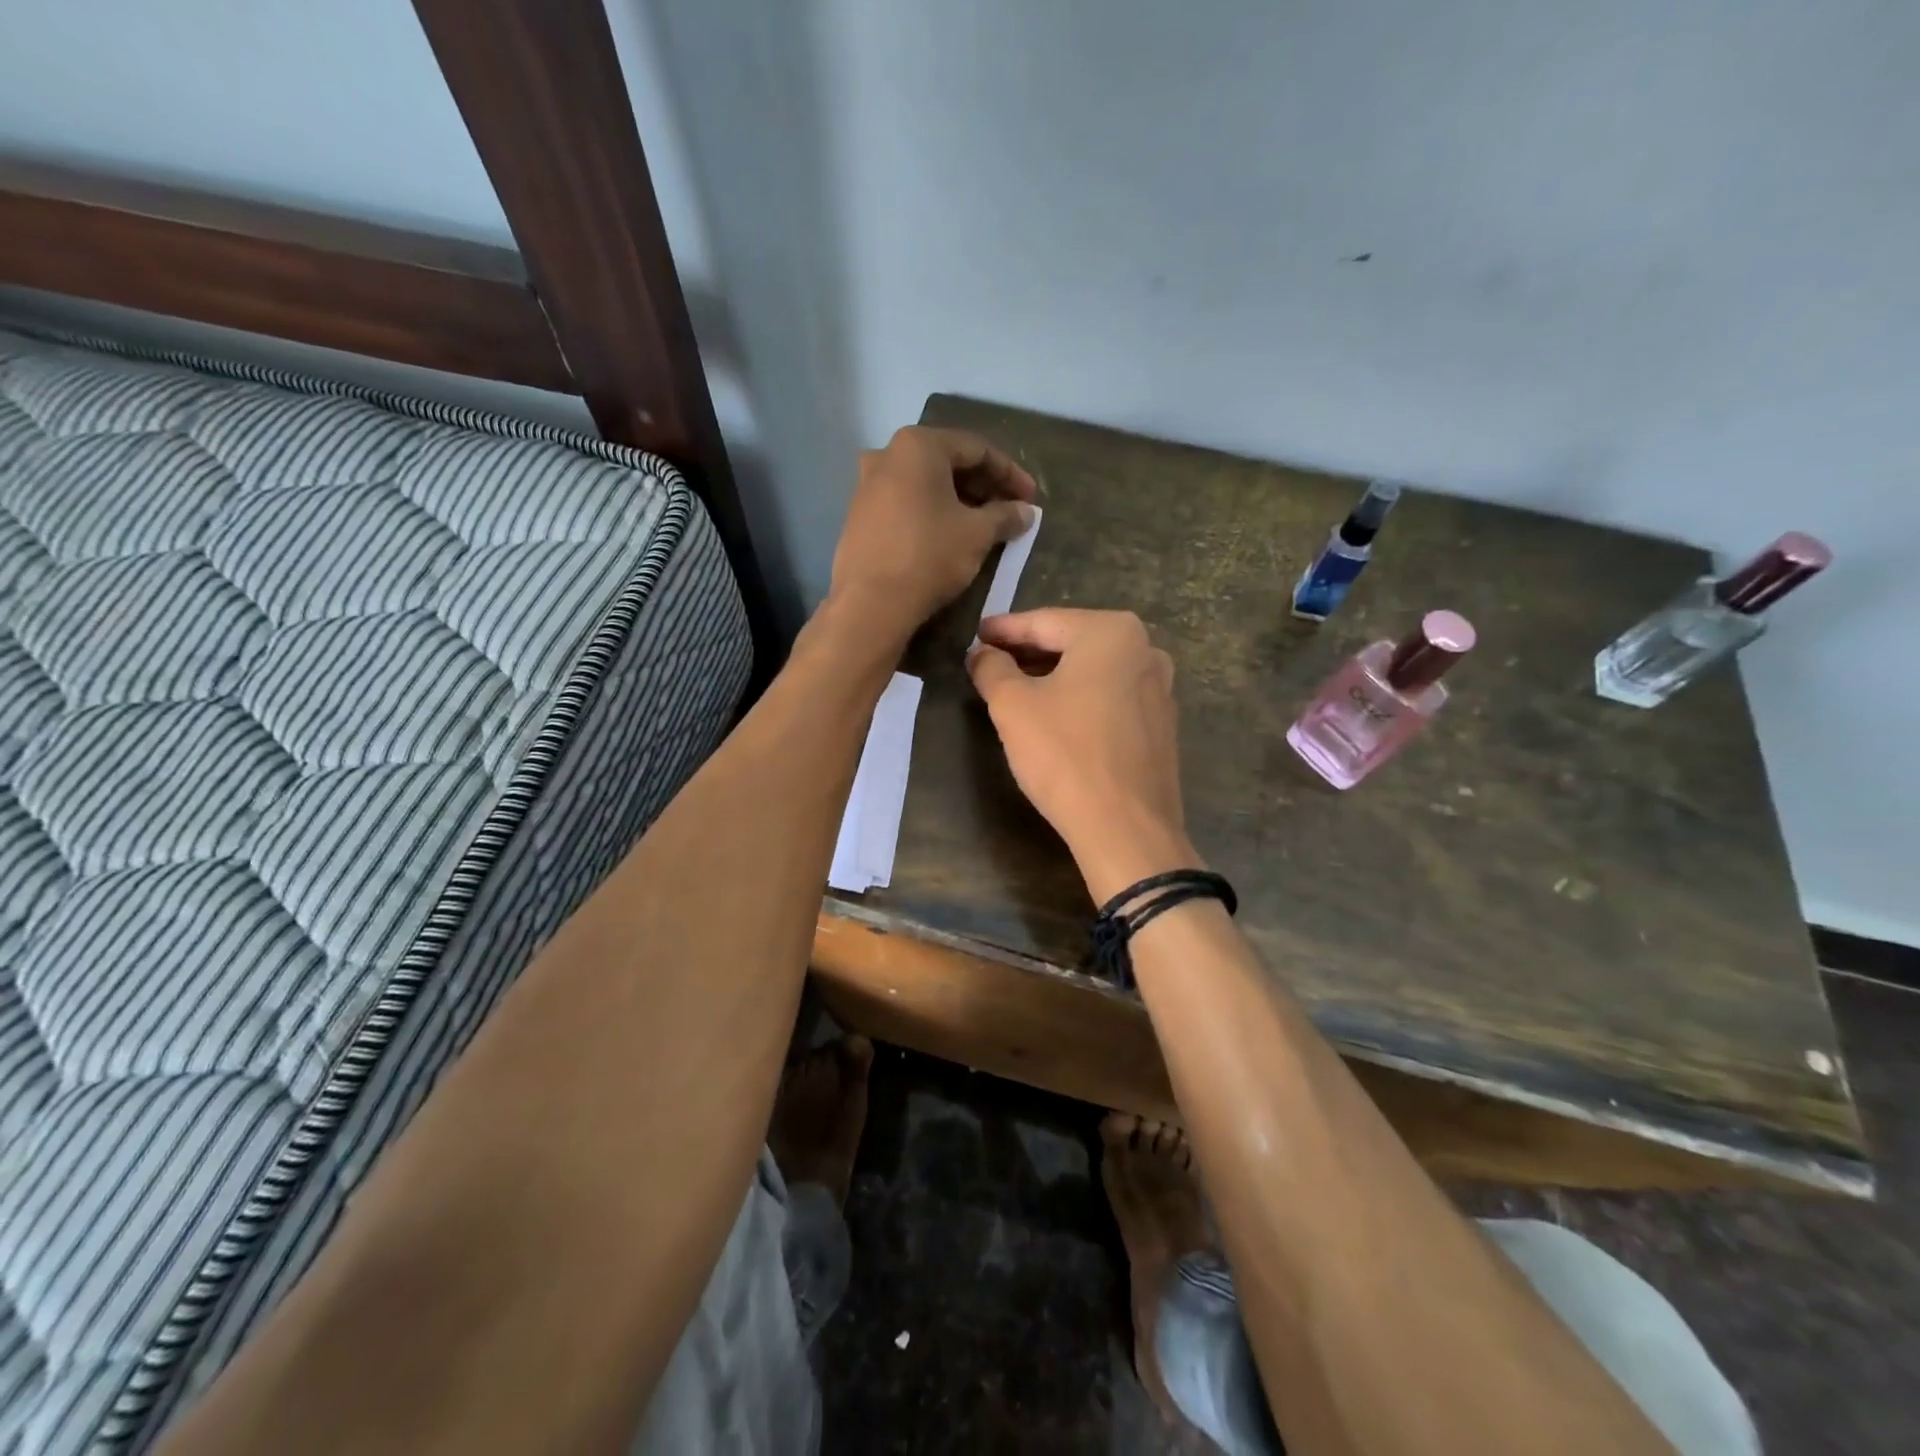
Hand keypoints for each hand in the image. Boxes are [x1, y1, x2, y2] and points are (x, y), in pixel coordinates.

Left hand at [829, 426, 1037, 639]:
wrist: (870, 603)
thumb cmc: (929, 556)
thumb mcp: (977, 534)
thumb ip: (1005, 516)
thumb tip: (1025, 512)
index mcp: (919, 445)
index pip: (977, 449)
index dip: (1010, 473)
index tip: (1031, 498)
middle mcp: (887, 455)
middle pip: (948, 462)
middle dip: (983, 485)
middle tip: (1010, 510)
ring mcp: (867, 485)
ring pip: (925, 483)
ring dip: (958, 500)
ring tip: (984, 524)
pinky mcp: (859, 515)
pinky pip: (906, 503)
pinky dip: (932, 512)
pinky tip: (950, 535)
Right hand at [967, 609, 1197, 903]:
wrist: (1125, 827)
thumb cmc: (1065, 754)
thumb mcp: (1013, 706)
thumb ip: (992, 668)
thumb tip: (981, 653)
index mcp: (1111, 632)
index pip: (1043, 622)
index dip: (1003, 630)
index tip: (976, 635)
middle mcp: (1145, 650)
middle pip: (1072, 643)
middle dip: (1029, 652)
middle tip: (991, 660)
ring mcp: (1159, 688)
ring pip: (1093, 671)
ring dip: (1054, 676)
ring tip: (1017, 687)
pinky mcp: (1161, 724)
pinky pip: (1111, 697)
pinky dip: (1080, 698)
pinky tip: (1057, 716)